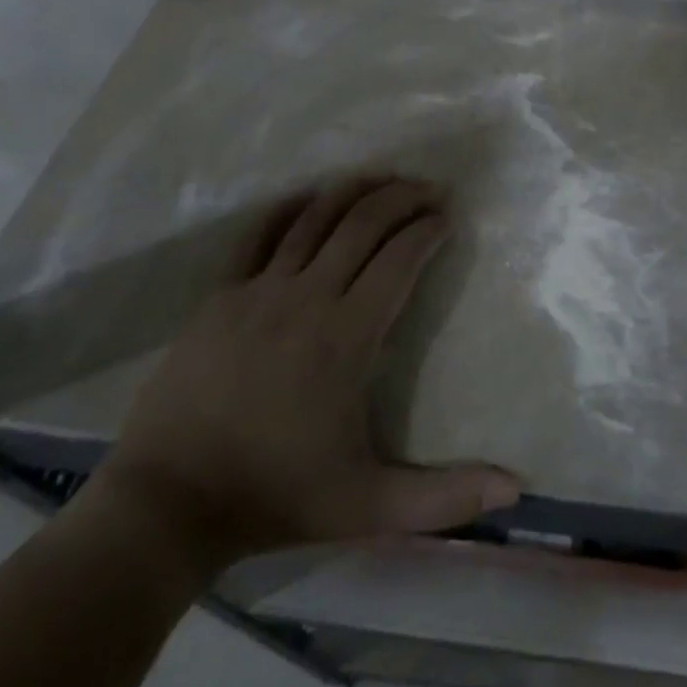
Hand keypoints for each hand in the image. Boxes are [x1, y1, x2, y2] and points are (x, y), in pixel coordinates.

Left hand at [89, 178, 520, 578]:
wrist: (169, 503)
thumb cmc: (277, 497)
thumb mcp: (371, 508)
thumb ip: (447, 498)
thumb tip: (517, 489)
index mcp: (348, 337)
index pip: (400, 260)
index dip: (427, 231)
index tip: (447, 219)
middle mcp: (308, 297)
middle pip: (363, 224)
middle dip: (401, 197)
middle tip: (428, 189)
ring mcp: (259, 291)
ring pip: (315, 217)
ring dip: (354, 191)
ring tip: (383, 178)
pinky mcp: (221, 295)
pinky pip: (260, 234)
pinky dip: (291, 208)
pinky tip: (310, 196)